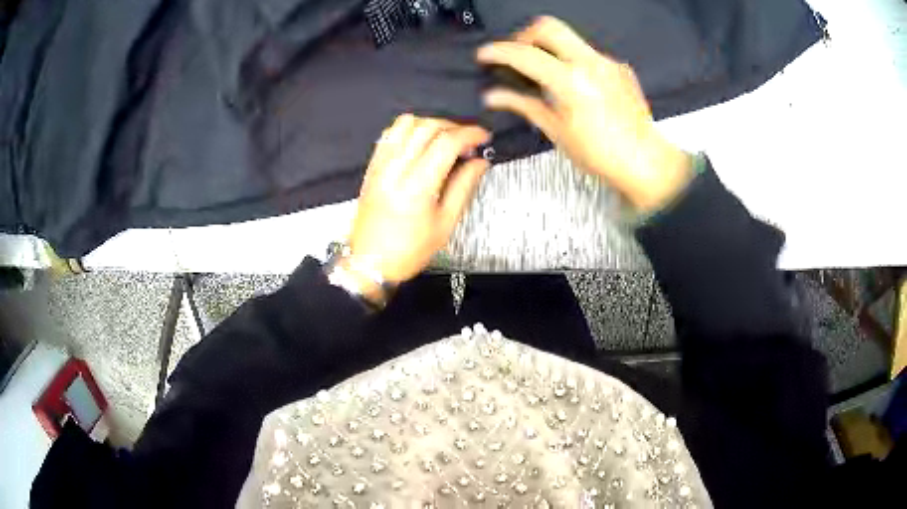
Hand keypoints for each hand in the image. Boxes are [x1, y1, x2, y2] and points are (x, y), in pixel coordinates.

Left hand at [349, 115, 490, 283]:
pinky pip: (390, 133)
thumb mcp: (445, 224)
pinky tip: (420, 143)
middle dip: (454, 127)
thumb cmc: (407, 251)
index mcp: (417, 188)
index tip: (483, 137)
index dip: (470, 134)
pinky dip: (410, 129)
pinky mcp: (372, 167)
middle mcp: (396, 171)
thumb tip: (479, 162)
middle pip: (428, 127)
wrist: (370, 263)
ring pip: (407, 123)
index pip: (447, 143)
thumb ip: (464, 187)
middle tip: (467, 142)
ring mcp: (380, 166)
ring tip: (444, 140)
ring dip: (431, 124)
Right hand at [477, 16, 692, 211]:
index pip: (525, 54)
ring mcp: (608, 63)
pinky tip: (572, 83)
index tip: (485, 54)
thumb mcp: (556, 131)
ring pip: (569, 37)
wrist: (645, 161)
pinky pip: (588, 52)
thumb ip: (524, 105)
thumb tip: (494, 96)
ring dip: (549, 47)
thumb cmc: (603, 155)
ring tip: (543, 72)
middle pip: (548, 26)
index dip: (498, 51)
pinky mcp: (619, 67)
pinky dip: (571, 60)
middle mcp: (591, 64)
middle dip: (525, 35)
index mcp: (571, 82)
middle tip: (518, 55)